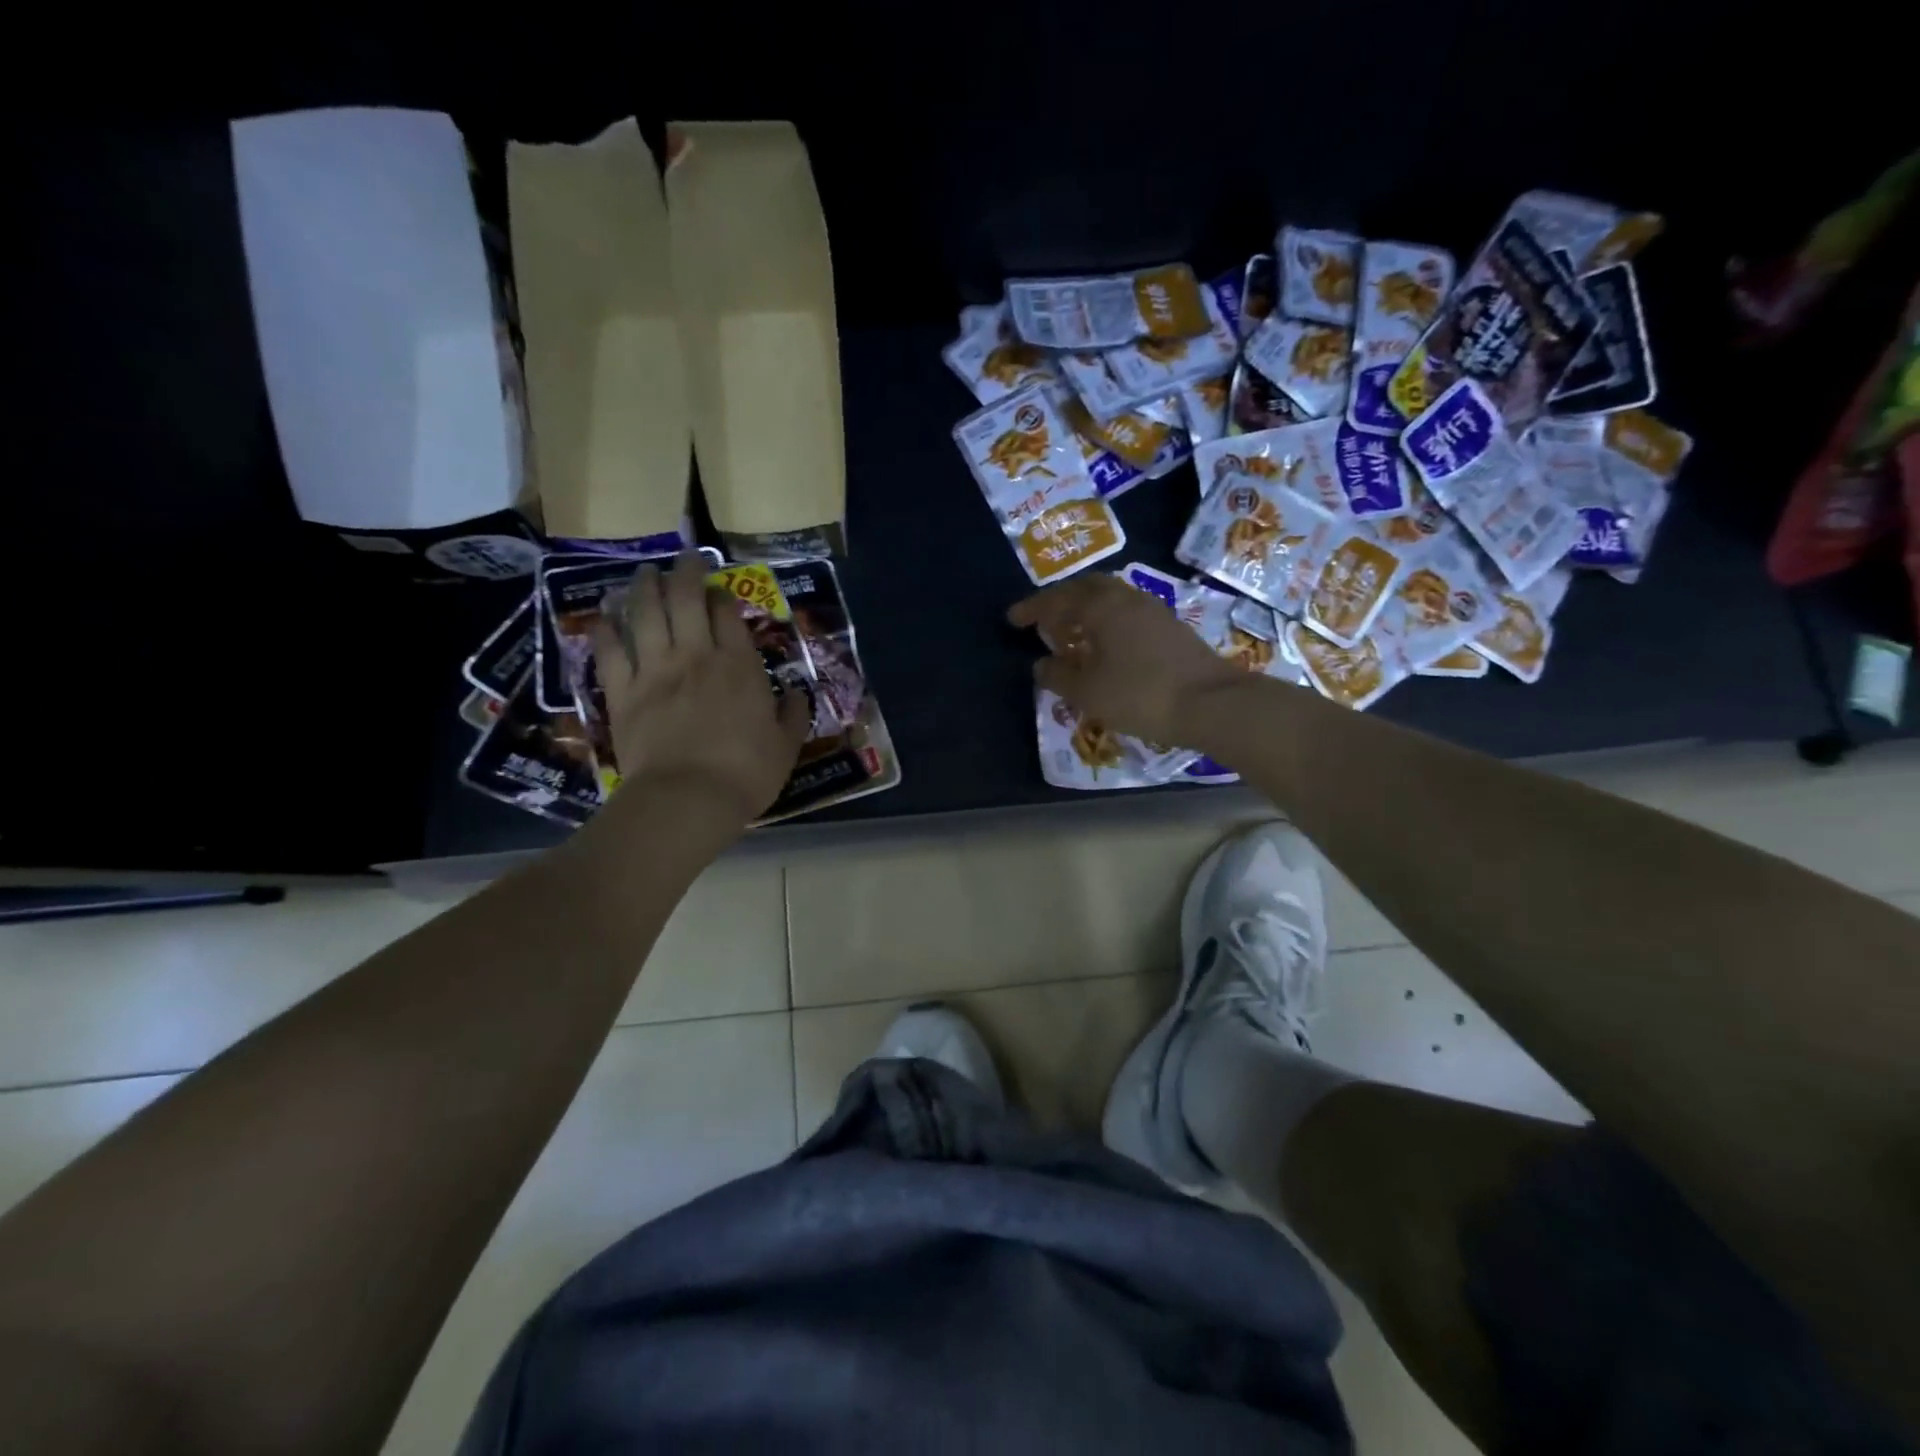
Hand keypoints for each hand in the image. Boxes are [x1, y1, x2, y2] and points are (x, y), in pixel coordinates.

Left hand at [593, 551, 810, 829]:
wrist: (687, 799)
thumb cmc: (745, 774)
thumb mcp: (786, 747)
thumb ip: (792, 715)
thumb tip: (794, 693)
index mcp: (739, 666)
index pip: (727, 613)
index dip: (723, 594)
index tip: (720, 589)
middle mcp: (695, 656)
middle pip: (685, 598)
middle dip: (685, 572)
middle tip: (684, 558)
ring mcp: (655, 670)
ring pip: (645, 613)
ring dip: (644, 588)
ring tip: (645, 573)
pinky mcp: (623, 692)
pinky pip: (610, 651)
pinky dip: (606, 630)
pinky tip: (604, 617)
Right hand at [1008, 573, 1243, 744]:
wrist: (1212, 703)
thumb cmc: (1141, 695)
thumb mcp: (1088, 692)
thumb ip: (1058, 676)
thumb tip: (1040, 665)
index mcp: (1102, 607)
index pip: (1057, 600)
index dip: (1032, 609)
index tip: (1012, 619)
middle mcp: (1127, 598)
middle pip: (1086, 587)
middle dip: (1061, 601)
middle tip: (1044, 620)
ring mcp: (1153, 610)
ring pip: (1110, 598)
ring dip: (1085, 610)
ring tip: (1072, 633)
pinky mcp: (1170, 627)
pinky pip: (1126, 613)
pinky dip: (1106, 621)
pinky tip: (1105, 646)